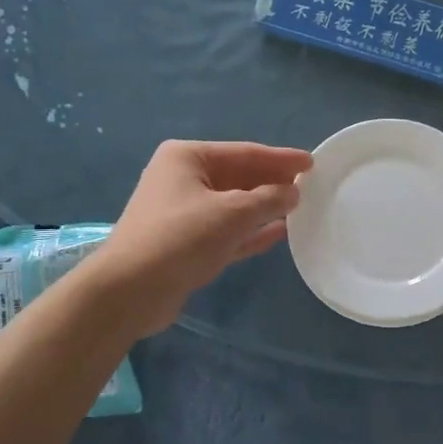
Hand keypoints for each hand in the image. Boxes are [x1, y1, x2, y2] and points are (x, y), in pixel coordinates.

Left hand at [98, 140, 312, 333]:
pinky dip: (251, 231)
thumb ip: (268, 199)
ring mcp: (183, 213)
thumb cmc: (181, 238)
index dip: (281, 159)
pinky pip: (227, 231)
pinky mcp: (187, 244)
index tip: (312, 163)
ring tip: (300, 208)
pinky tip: (279, 232)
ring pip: (234, 205)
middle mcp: (183, 179)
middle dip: (272, 182)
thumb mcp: (232, 213)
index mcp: (187, 158)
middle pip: (239, 177)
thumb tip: (294, 192)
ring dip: (264, 207)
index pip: (245, 153)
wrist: (130, 291)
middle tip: (310, 186)